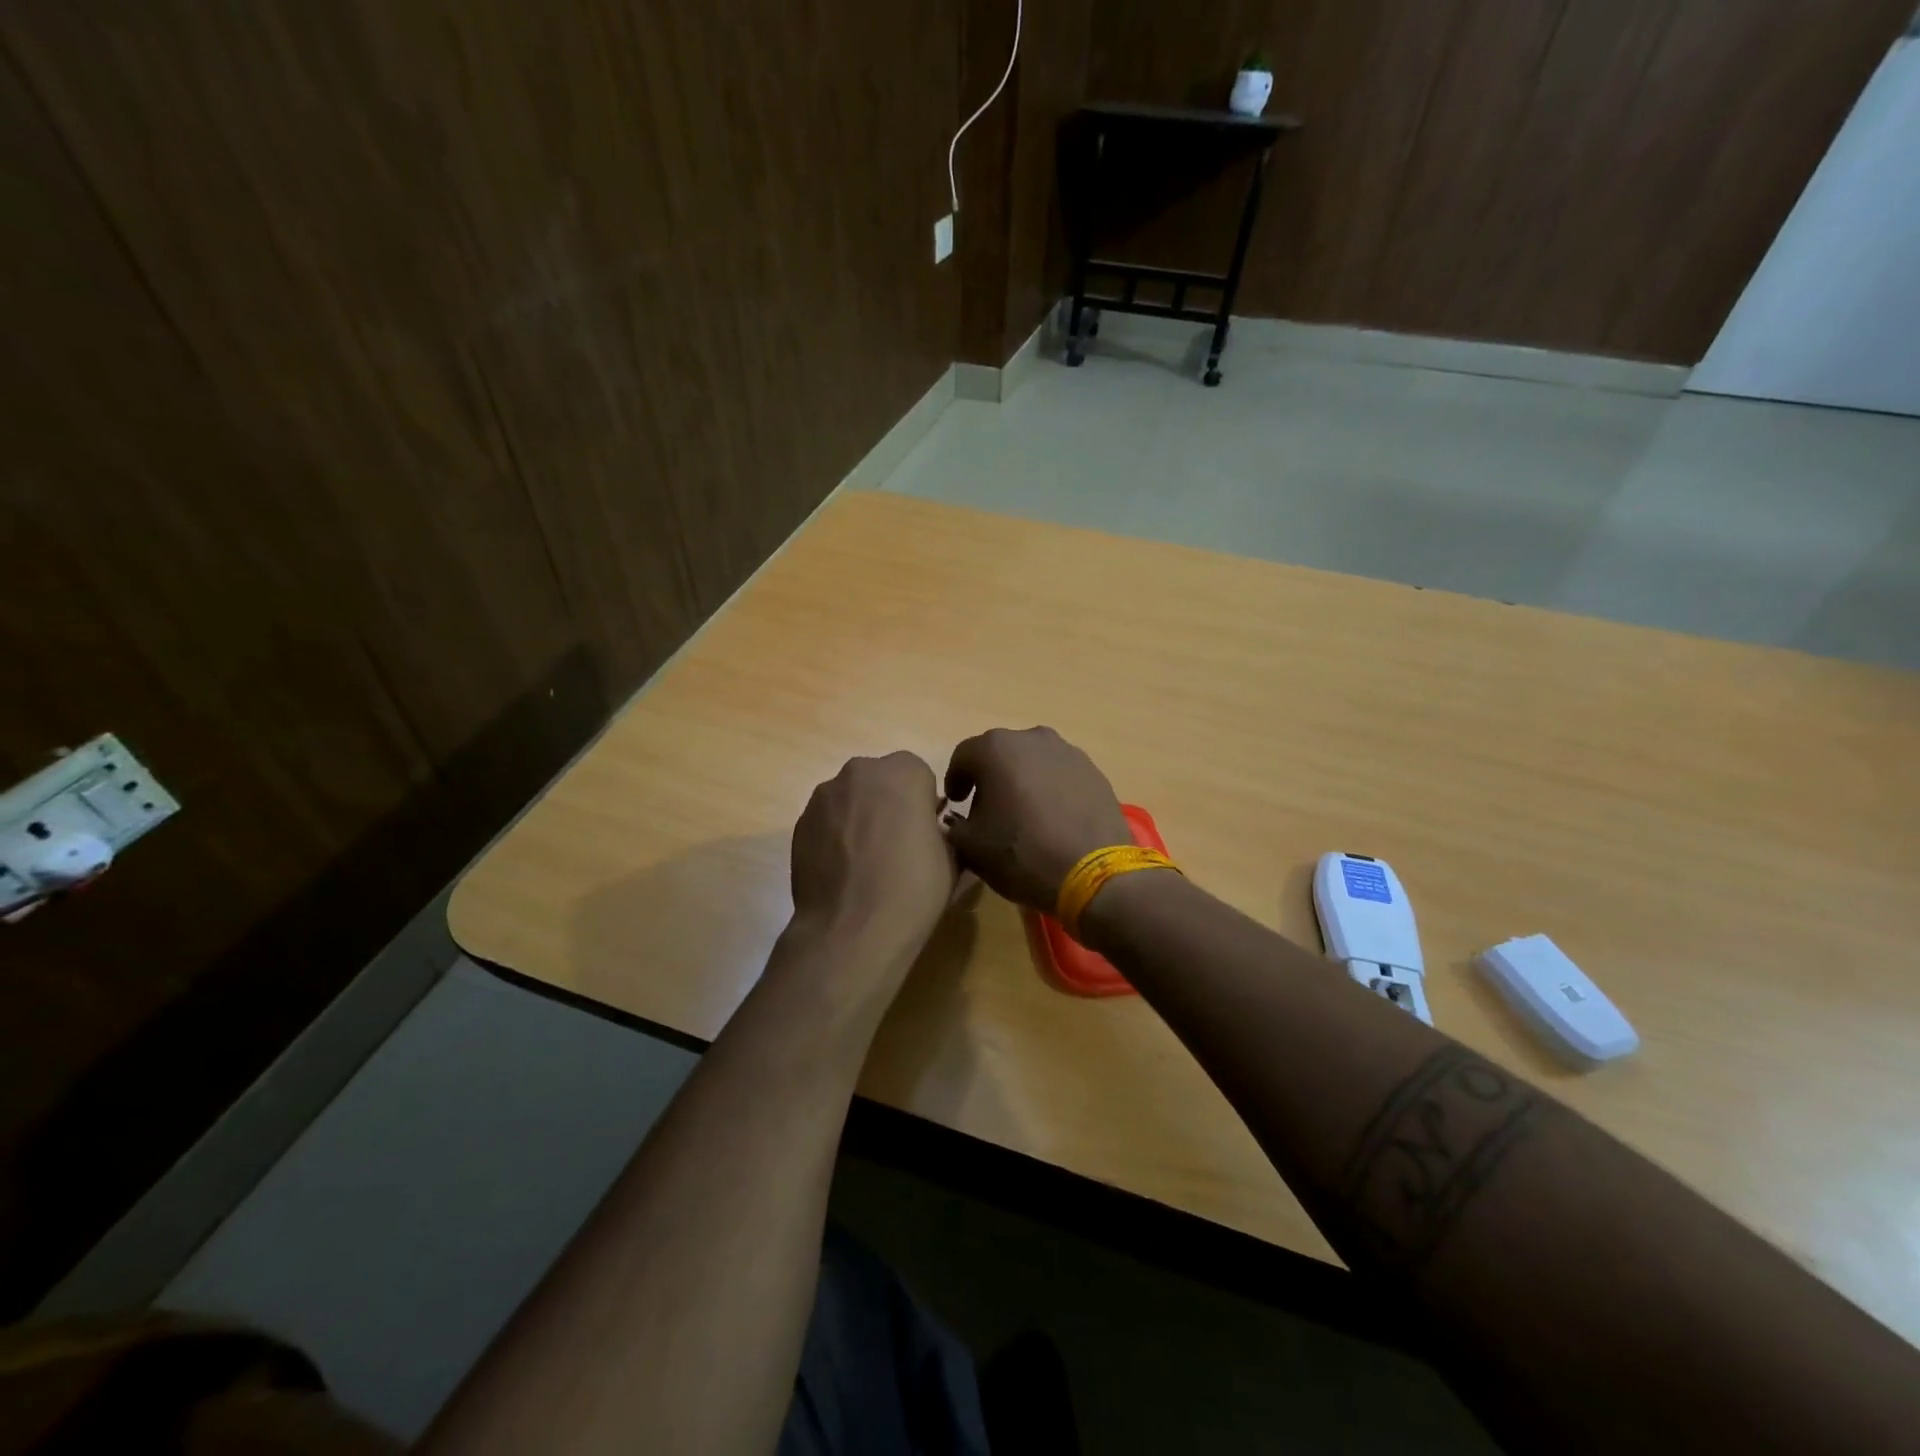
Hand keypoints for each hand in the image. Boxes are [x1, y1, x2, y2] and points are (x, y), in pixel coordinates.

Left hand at [788, 752, 957, 973]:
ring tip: (866, 862)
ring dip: (860, 818)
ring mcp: (824, 796)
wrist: (851, 928)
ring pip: (851, 799)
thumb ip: (944, 829)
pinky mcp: (800, 823)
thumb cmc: (913, 888)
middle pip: (880, 781)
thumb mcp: (953, 857)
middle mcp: (860, 771)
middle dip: (889, 804)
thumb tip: (932, 830)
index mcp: (904, 772)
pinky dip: (836, 837)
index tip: (925, 833)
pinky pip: (827, 821)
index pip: (919, 776)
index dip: (924, 804)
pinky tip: (844, 872)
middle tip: (897, 845)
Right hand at [941, 727, 1131, 911]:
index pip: (963, 757)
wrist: (1094, 873)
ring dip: (1022, 780)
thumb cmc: (1022, 854)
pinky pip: (1060, 774)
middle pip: (1000, 753)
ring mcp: (1068, 752)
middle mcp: (1032, 738)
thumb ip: (954, 826)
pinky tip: (1052, 818)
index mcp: (996, 748)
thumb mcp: (971, 847)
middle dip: (990, 778)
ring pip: (1033, 761)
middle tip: (987, 809)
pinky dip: (1050, 789)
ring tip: (1022, 813)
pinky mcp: (1094, 771)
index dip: (955, 780)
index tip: (956, 803)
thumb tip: (957, 821)